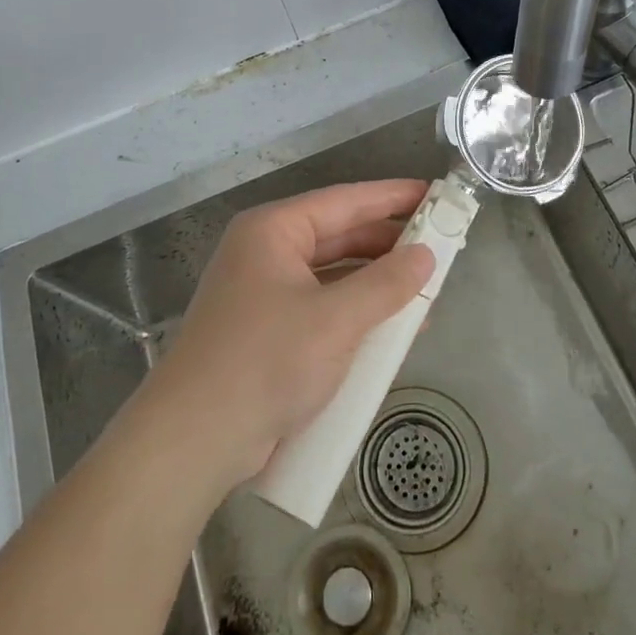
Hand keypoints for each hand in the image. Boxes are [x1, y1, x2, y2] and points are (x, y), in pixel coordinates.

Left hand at [138, 179, 434, 494]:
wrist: (195, 440)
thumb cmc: (266, 361)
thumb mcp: (336, 320)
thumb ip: (386, 284)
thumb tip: (427, 255)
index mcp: (274, 231)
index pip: (345, 201)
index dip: (393, 197)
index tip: (436, 194)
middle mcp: (266, 253)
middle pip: (339, 236)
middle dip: (388, 244)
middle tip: (440, 246)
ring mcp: (263, 294)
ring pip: (333, 275)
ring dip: (376, 284)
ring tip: (426, 289)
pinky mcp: (267, 332)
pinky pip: (322, 308)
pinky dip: (356, 314)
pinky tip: (391, 330)